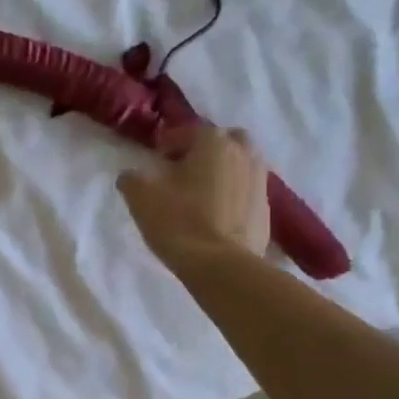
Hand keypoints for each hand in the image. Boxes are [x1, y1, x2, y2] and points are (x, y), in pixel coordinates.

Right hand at [118, 125, 270, 262]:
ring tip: (199, 192)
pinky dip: (232, 195)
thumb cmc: (179, 222)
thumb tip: (131, 176)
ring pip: (240, 165)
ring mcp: (260, 182)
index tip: (157, 157)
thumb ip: (132, 179)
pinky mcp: (267, 210)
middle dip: (206, 150)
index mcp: (214, 143)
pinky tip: (215, 213)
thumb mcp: (142, 198)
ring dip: (222, 171)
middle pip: (225, 141)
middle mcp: (244, 154)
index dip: (170, 142)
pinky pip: (246, 192)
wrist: (221, 266)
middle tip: (184, 169)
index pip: (190, 131)